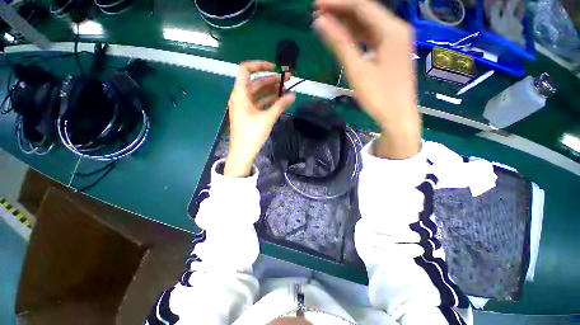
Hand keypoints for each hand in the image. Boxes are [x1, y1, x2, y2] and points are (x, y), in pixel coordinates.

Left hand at [224, 61, 295, 176]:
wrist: (242, 153)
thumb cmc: (252, 134)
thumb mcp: (267, 118)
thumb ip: (280, 105)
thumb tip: (294, 95)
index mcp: (240, 94)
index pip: (246, 69)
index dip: (260, 65)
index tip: (275, 68)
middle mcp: (240, 97)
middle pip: (256, 82)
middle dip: (272, 80)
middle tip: (288, 80)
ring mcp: (244, 107)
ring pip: (259, 94)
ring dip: (272, 91)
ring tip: (287, 91)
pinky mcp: (248, 115)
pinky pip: (259, 103)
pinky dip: (269, 101)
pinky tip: (280, 102)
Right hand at [313, 0, 420, 158]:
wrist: (398, 116)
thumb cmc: (378, 96)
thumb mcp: (357, 70)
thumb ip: (339, 43)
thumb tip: (320, 22)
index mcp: (392, 30)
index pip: (361, 5)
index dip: (337, 3)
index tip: (316, 5)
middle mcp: (397, 29)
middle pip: (366, 12)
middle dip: (342, 11)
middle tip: (319, 14)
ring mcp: (396, 40)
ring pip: (369, 24)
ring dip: (348, 23)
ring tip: (327, 24)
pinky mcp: (392, 52)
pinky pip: (373, 36)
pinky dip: (358, 36)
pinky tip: (344, 37)